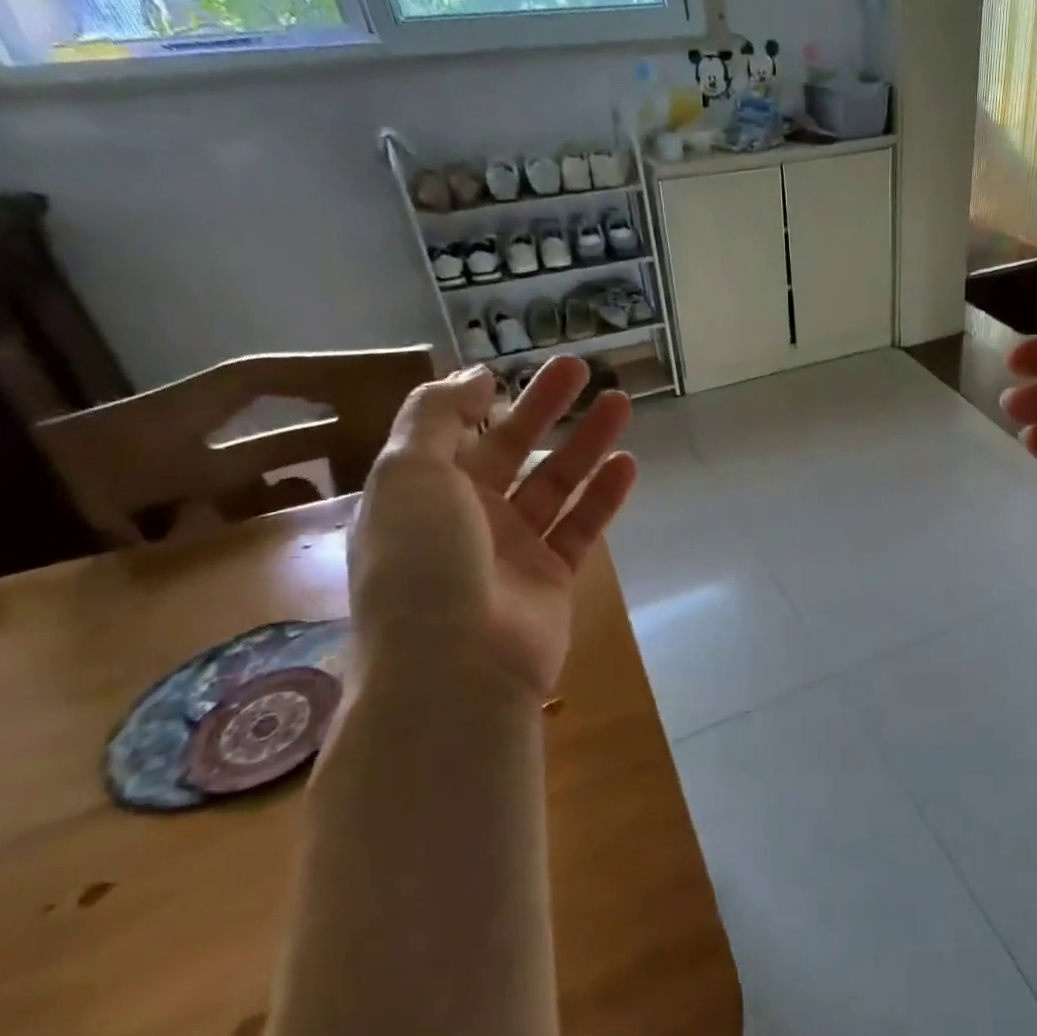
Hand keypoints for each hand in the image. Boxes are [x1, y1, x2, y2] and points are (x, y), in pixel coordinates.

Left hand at [347, 359, 637, 701]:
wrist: (457, 667)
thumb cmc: (422, 563)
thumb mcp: (407, 473)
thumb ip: (435, 414)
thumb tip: (475, 375)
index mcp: (419, 494)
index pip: (453, 434)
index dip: (481, 399)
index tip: (513, 369)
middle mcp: (465, 518)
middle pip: (512, 449)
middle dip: (545, 408)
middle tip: (581, 368)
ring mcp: (512, 550)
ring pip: (556, 484)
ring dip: (586, 443)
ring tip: (620, 403)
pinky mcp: (553, 578)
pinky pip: (582, 526)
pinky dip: (605, 495)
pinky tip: (628, 463)